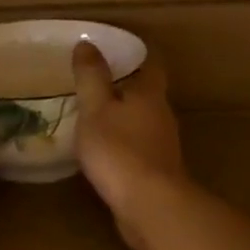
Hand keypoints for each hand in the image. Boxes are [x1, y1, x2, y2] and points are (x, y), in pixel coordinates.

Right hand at [73, 41, 187, 249]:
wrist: (150, 206)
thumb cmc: (120, 151)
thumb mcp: (96, 109)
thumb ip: (91, 77)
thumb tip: (88, 43)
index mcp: (150, 94)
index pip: (150, 63)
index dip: (136, 53)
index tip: (115, 48)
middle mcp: (162, 115)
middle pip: (147, 93)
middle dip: (126, 86)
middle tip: (96, 81)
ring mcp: (162, 145)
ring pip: (143, 121)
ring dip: (124, 117)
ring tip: (95, 115)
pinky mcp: (157, 171)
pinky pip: (138, 148)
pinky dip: (123, 143)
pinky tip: (104, 151)